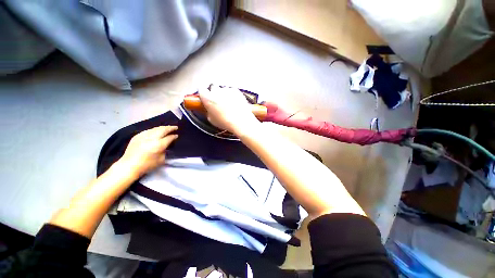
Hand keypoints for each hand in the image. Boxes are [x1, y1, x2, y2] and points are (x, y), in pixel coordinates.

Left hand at [119, 126, 177, 176]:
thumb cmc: (147, 165)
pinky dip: (154, 130)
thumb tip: (167, 145)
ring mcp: (143, 136)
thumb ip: (165, 150)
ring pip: (155, 128)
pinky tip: (156, 131)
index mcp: (158, 145)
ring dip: (162, 127)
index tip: (177, 135)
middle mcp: (151, 138)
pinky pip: (148, 130)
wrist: (129, 166)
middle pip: (163, 130)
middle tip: (175, 127)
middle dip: (170, 128)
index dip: (174, 136)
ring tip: (167, 128)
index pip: (169, 138)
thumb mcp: (161, 160)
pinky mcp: (137, 136)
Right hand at [198, 85, 260, 135]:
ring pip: (223, 89)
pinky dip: (232, 95)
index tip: (205, 96)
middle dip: (214, 93)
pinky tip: (234, 103)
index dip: (204, 93)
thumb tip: (209, 108)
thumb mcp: (211, 119)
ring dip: (224, 94)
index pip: (201, 89)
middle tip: (217, 102)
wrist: (240, 121)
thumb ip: (208, 110)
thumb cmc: (225, 122)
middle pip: (213, 87)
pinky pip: (232, 91)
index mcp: (207, 98)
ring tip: (228, 104)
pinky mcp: (236, 90)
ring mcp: (227, 90)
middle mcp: (216, 91)